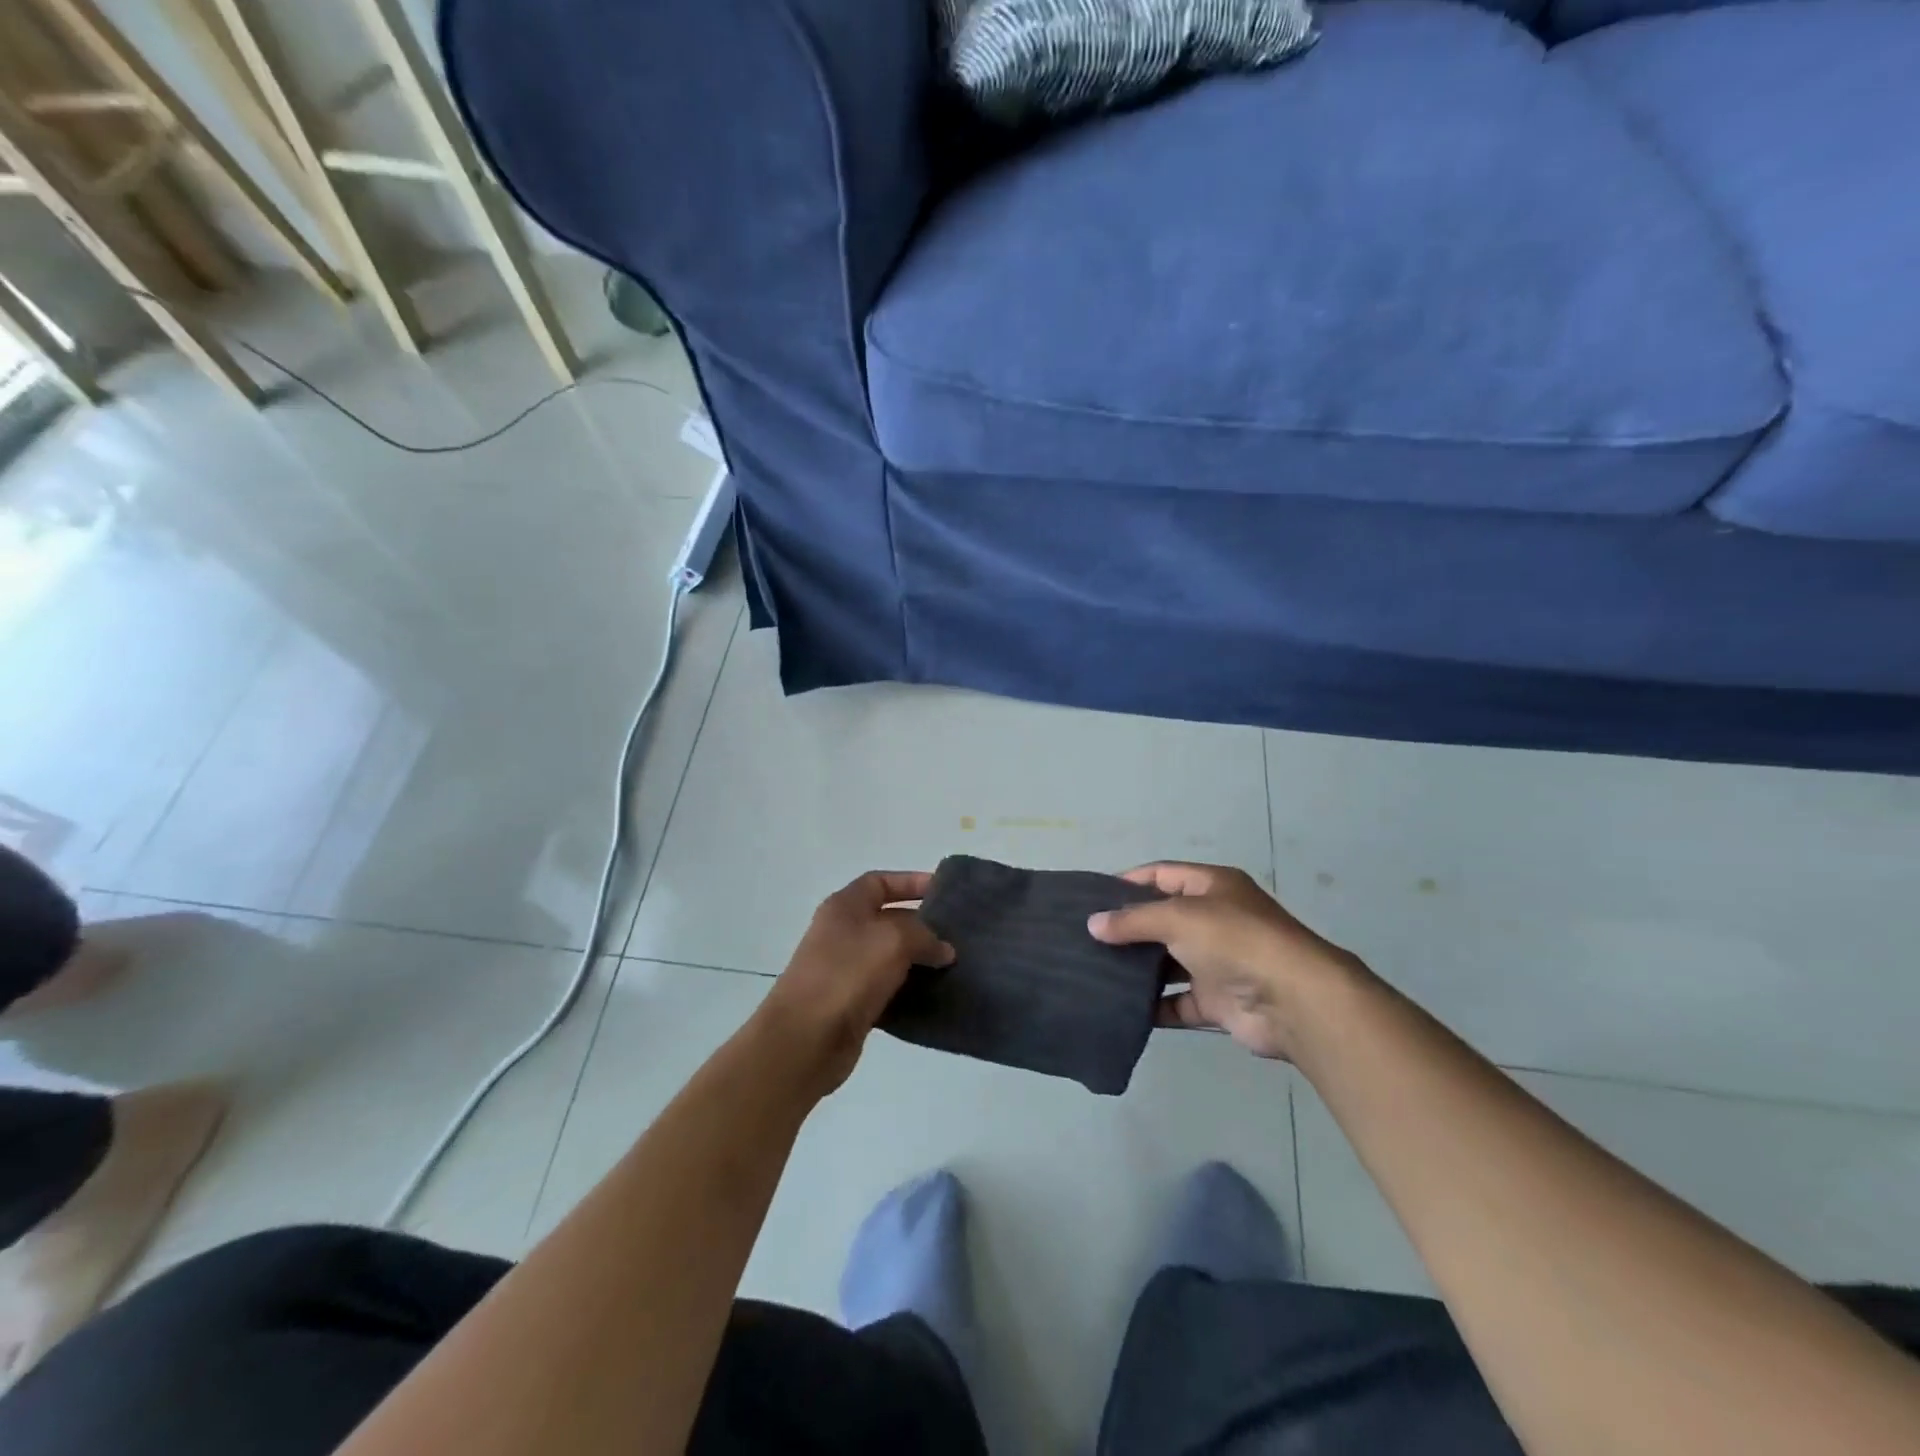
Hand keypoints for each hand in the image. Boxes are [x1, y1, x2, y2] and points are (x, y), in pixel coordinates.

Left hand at [756, 872, 955, 1094]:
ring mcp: (844, 969)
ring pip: (890, 957)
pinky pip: (887, 989)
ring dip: (919, 961)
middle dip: (922, 925)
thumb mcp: (894, 940)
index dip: (911, 882)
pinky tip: (935, 996)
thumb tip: (944, 950)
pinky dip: (909, 991)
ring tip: (953, 966)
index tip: (943, 892)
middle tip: (957, 935)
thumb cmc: (847, 974)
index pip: (880, 882)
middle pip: (888, 919)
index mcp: (845, 906)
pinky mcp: (851, 1004)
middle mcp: (842, 933)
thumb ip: (925, 936)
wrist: (805, 1039)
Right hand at [1088, 862, 1363, 1059]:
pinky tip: (1121, 1007)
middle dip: (1128, 927)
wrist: (1293, 1001)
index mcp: (1213, 887)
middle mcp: (1216, 920)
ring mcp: (1218, 962)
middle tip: (1086, 937)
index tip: (1091, 896)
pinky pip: (1177, 1002)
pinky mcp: (1218, 1001)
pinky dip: (1153, 1006)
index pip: (1162, 874)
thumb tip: (1093, 924)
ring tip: (1095, 971)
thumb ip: (1133, 920)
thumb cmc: (1235, 940)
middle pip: (1163, 919)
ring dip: (1137, 968)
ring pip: (1168, 962)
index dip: (1129, 881)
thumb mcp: (1178, 917)